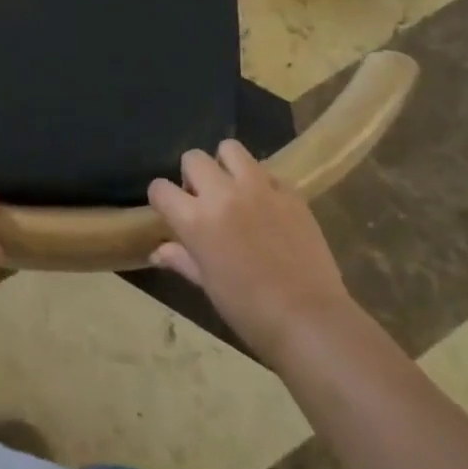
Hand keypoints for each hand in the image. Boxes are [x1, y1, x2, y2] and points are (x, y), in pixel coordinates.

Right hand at [148, 140, 349, 366]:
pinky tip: (267, 206)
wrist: (309, 319)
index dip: (161, 199)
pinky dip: (260, 182)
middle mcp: (222, 193)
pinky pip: (266, 171)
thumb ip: (182, 259)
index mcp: (196, 220)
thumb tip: (158, 251)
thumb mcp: (208, 285)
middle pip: (193, 158)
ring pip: (230, 149)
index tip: (170, 211)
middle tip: (204, 200)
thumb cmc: (249, 311)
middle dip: (192, 175)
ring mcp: (258, 188)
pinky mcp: (289, 191)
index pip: (160, 188)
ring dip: (225, 165)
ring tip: (234, 189)